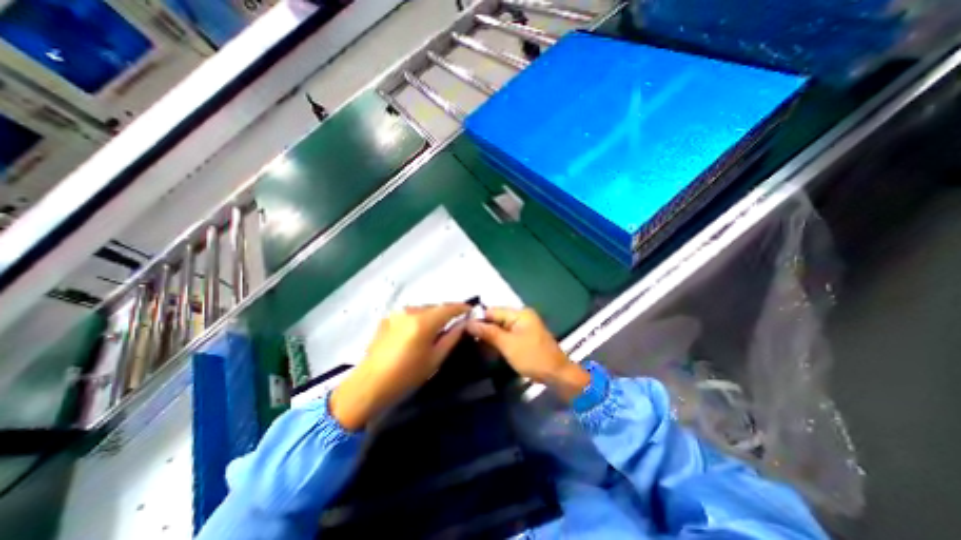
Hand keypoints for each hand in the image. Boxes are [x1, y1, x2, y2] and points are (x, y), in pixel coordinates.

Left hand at [329, 304, 468, 429]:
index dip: (462, 308)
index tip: (471, 311)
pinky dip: (419, 318)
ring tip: (437, 329)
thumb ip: (452, 337)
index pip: (449, 307)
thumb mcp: (435, 359)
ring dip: (433, 315)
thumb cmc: (406, 375)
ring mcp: (397, 313)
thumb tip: (464, 323)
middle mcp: (410, 311)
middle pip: (436, 307)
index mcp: (424, 321)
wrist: (369, 385)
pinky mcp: (388, 318)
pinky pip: (411, 314)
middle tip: (456, 323)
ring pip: (423, 309)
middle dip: (447, 312)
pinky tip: (418, 333)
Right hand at [463, 307, 590, 401]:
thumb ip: (489, 332)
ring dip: (490, 335)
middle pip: (497, 318)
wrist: (556, 374)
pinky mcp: (524, 337)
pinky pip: (507, 334)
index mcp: (519, 313)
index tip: (464, 329)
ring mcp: (524, 326)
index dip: (479, 319)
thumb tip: (469, 323)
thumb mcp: (508, 345)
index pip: (493, 311)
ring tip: (474, 344)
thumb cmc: (532, 357)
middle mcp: (521, 316)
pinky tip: (488, 348)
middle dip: (484, 328)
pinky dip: (498, 340)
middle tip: (467, 338)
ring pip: (501, 327)